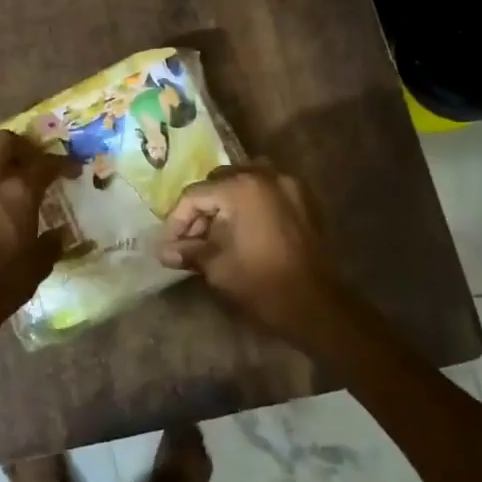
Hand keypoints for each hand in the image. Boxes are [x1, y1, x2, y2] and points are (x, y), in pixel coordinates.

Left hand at [0, 130, 75, 326]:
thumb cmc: (7, 279)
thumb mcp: (40, 264)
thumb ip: (52, 244)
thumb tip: (60, 235)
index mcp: (21, 191)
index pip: (46, 163)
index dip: (63, 163)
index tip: (74, 168)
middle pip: (4, 142)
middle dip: (20, 146)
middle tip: (31, 161)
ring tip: (3, 175)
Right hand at [158, 163, 340, 338]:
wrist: (316, 305)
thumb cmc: (261, 283)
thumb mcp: (217, 267)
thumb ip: (189, 252)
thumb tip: (165, 252)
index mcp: (242, 188)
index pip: (195, 195)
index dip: (176, 221)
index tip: (168, 246)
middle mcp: (266, 176)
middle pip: (219, 183)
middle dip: (201, 210)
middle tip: (190, 240)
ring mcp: (289, 185)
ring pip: (244, 183)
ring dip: (225, 204)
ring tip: (215, 234)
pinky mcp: (304, 200)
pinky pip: (267, 192)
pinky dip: (250, 205)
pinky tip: (242, 231)